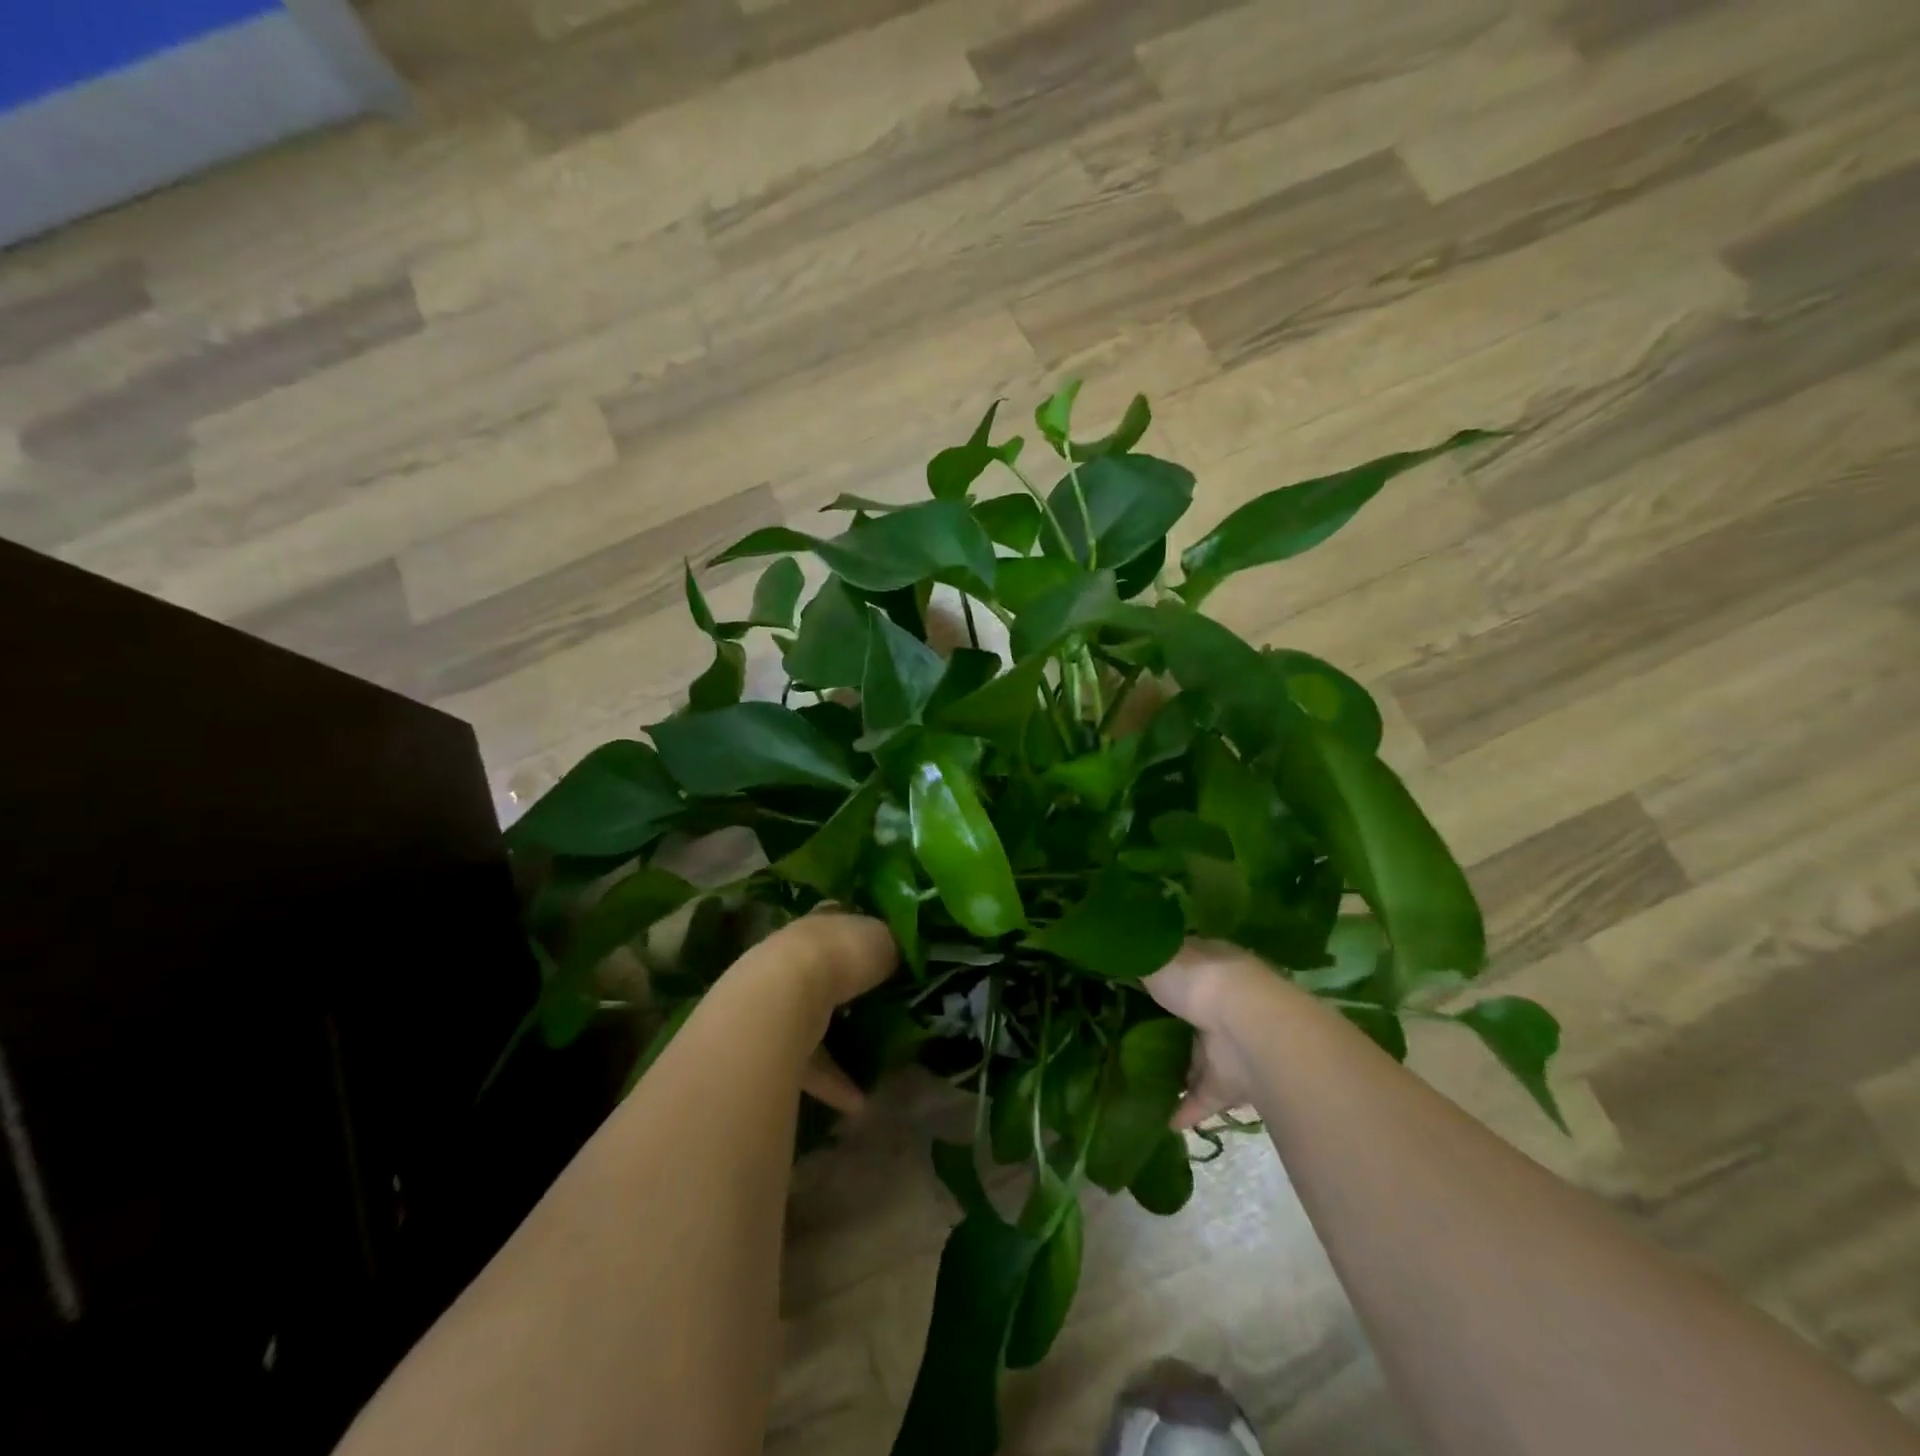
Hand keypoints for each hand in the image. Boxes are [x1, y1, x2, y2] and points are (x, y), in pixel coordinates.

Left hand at [733, 909, 897, 1115]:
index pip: (840, 927)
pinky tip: (857, 1103)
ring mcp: (778, 1000)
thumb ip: (890, 947)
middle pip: (823, 973)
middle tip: (877, 1007)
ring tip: (873, 1066)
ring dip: (838, 1045)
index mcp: (820, 926)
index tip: (882, 956)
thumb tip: (896, 955)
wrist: (786, 993)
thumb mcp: (881, 940)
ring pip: (812, 1021)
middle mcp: (795, 957)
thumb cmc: (840, 954)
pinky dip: (832, 1083)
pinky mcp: (770, 1042)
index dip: (860, 940)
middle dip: (844, 990)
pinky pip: (807, 1064)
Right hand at [1145, 939, 1295, 1130]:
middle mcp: (1223, 1000)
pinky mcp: (1232, 1079)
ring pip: (1200, 1056)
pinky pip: (1204, 1096)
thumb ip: (1137, 961)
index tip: (1137, 979)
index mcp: (1210, 964)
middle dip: (1171, 1022)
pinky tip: (1163, 1119)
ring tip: (1143, 1076)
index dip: (1164, 970)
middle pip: (1193, 1011)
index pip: (1186, 965)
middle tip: (1133, 1031)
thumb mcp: (1156, 958)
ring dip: (1180, 1068)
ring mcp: (1230, 1041)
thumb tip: (1120, 955)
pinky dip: (1187, 1108)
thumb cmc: (1198, 980)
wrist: (1246, 1026)